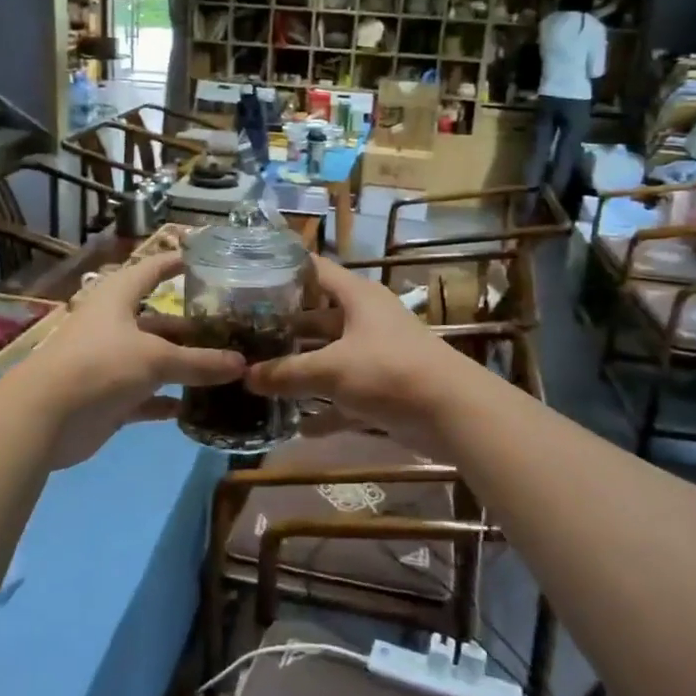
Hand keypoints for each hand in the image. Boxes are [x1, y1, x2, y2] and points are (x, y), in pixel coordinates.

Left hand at [3, 252, 245, 468]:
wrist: (44, 417)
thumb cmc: (100, 366)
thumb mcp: (156, 358)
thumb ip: (200, 362)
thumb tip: (242, 364)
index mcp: (118, 298)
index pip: (153, 269)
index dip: (177, 262)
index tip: (209, 259)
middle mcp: (114, 325)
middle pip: (160, 320)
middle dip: (193, 326)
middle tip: (232, 330)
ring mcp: (111, 362)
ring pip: (155, 359)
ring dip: (184, 365)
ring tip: (224, 368)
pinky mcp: (109, 396)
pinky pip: (147, 395)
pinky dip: (168, 400)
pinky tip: (195, 406)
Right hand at [244, 257, 479, 454]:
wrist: (452, 412)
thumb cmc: (389, 371)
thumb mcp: (331, 369)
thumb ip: (287, 373)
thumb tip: (246, 376)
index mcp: (356, 297)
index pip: (314, 270)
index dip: (283, 270)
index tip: (245, 279)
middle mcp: (365, 319)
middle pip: (317, 316)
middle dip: (284, 328)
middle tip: (243, 337)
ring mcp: (375, 354)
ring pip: (329, 356)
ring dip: (301, 368)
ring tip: (259, 377)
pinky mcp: (382, 388)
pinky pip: (344, 394)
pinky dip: (324, 408)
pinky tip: (296, 425)